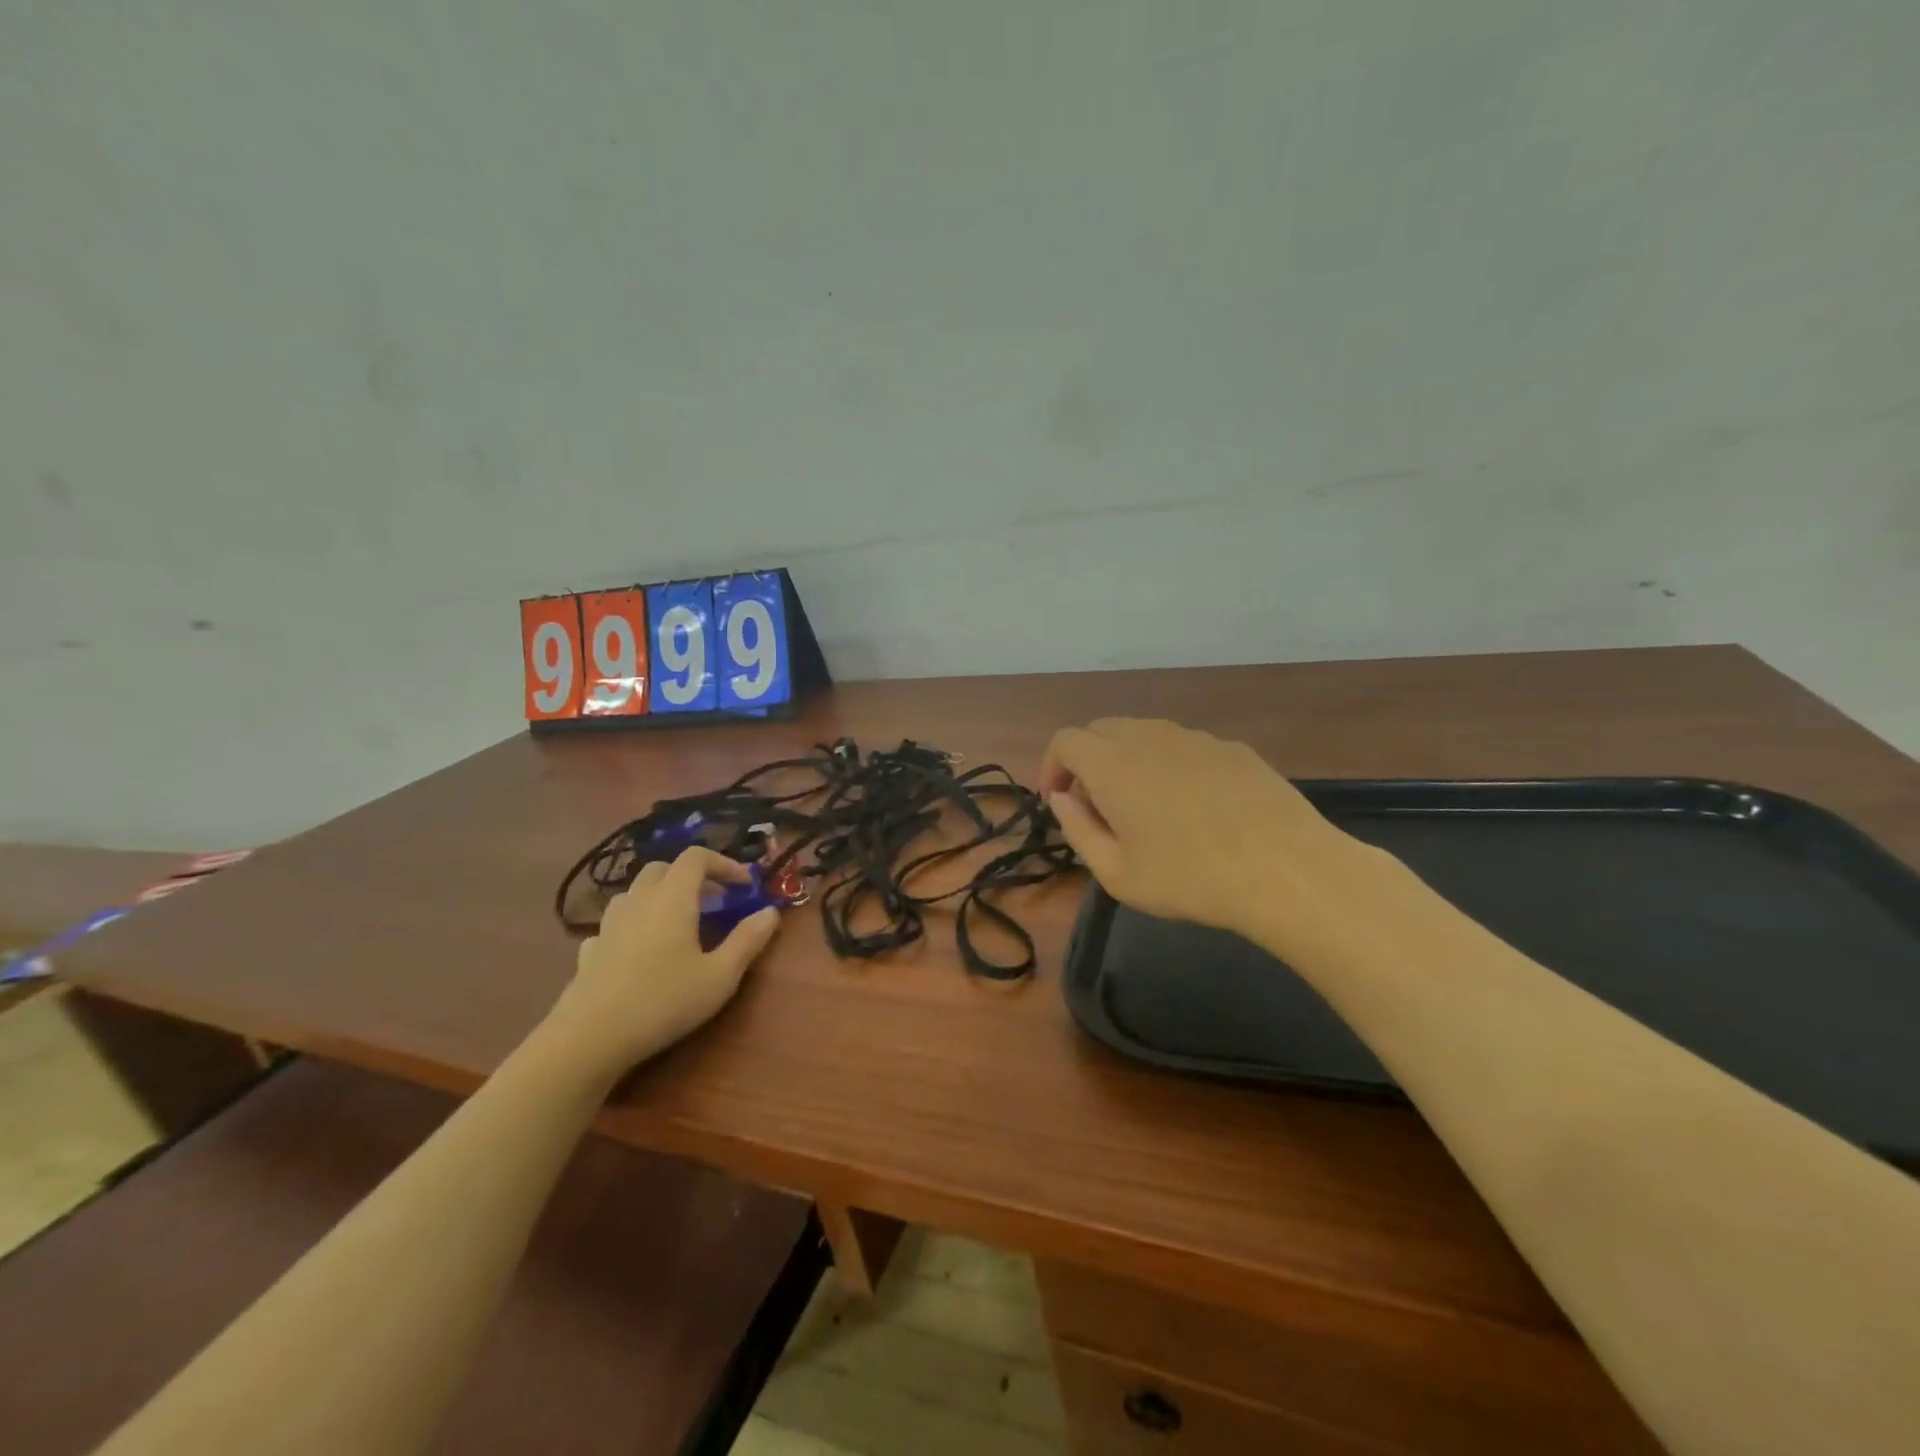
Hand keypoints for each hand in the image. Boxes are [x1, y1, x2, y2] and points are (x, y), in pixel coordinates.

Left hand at [539, 847, 781, 1085]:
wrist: (589, 1039)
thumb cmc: (664, 1001)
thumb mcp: (720, 976)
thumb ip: (748, 940)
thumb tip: (770, 912)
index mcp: (673, 898)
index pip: (696, 857)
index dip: (723, 863)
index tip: (744, 885)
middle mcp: (639, 901)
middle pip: (663, 869)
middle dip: (691, 877)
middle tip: (714, 902)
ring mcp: (608, 925)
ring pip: (635, 893)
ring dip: (659, 896)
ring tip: (678, 923)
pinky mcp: (590, 951)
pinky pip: (614, 924)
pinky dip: (633, 926)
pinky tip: (639, 950)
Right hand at [1041, 718, 1395, 958]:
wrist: (1286, 870)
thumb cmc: (1189, 878)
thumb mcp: (1117, 873)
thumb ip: (1078, 830)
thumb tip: (1062, 800)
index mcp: (1113, 764)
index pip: (1066, 740)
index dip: (1052, 766)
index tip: (1059, 801)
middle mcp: (1149, 737)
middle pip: (1102, 729)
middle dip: (1087, 761)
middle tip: (1096, 806)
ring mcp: (1195, 738)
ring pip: (1144, 733)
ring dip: (1128, 759)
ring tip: (1144, 806)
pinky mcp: (1232, 748)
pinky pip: (1184, 745)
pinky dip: (1169, 764)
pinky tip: (1194, 806)